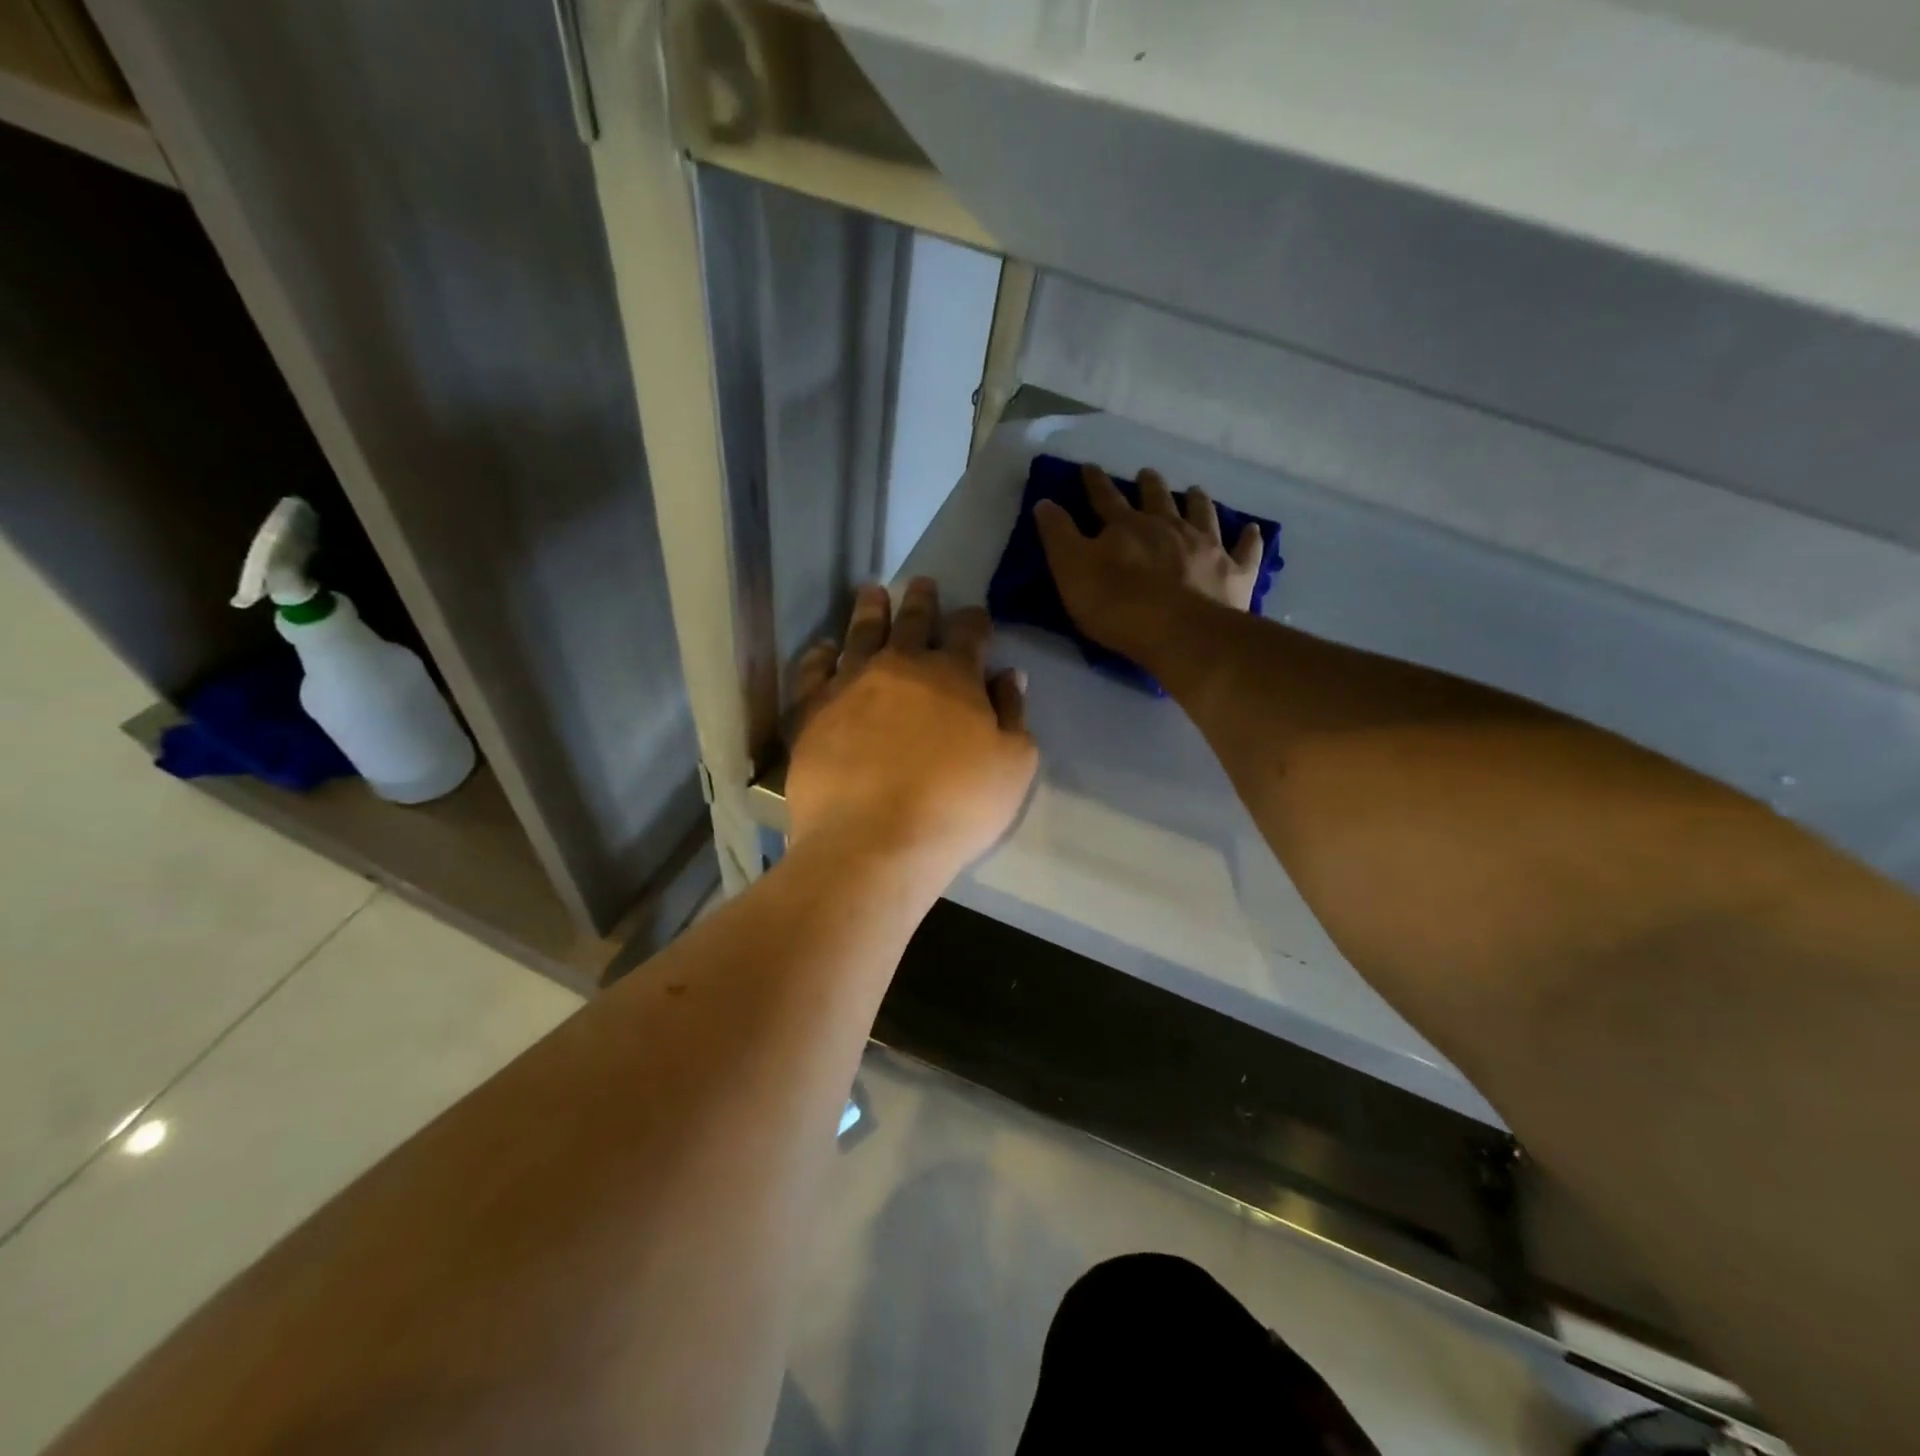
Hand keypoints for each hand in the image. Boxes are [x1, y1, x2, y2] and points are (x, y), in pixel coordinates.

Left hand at [785, 578, 1037, 877]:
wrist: (873, 840)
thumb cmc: (955, 806)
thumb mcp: (1013, 766)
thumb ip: (1013, 715)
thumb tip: (1008, 676)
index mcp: (953, 675)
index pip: (969, 632)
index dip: (975, 621)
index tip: (975, 616)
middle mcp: (900, 666)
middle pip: (912, 621)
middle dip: (920, 600)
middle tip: (920, 582)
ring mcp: (850, 685)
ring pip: (860, 633)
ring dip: (869, 609)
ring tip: (871, 592)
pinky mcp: (812, 711)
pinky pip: (812, 671)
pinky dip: (819, 655)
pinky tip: (823, 649)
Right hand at [1034, 463, 1261, 661]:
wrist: (1179, 633)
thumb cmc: (1117, 605)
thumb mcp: (1071, 570)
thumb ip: (1058, 536)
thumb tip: (1045, 502)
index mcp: (1127, 527)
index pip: (1105, 498)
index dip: (1095, 483)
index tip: (1089, 468)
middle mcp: (1168, 527)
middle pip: (1157, 498)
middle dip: (1149, 485)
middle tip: (1147, 473)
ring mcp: (1206, 547)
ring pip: (1202, 514)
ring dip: (1196, 501)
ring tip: (1194, 490)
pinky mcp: (1234, 573)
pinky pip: (1245, 551)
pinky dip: (1248, 539)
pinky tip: (1252, 529)